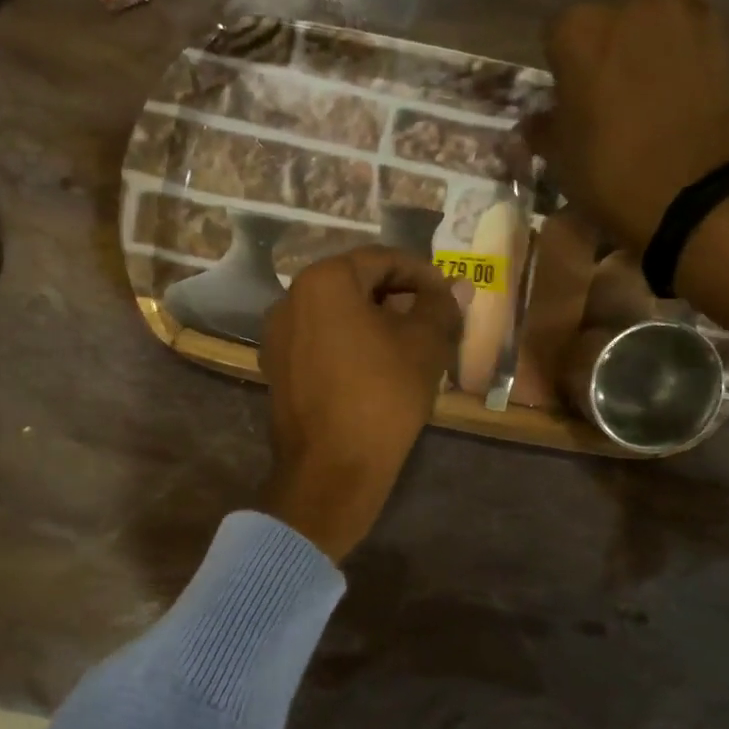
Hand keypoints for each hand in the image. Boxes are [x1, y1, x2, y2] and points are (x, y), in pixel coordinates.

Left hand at [258, 247, 460, 561]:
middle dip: (397, 296)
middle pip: (355, 284)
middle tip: (432, 317)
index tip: (449, 294)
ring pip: (336, 314)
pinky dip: (350, 343)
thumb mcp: (425, 345)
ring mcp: (278, 336)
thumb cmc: (382, 395)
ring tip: (409, 343)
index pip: (382, 260)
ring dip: (374, 321)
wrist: (331, 469)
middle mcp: (290, 299)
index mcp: (323, 281)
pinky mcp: (277, 368)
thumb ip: (441, 306)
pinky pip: (320, 341)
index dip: (422, 273)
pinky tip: (377, 366)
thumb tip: (451, 289)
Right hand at [530, 0, 728, 253]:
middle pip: (615, 18)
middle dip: (611, 48)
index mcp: (581, 31)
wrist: (702, 193)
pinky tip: (692, 96)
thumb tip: (536, 121)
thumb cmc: (613, 173)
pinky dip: (694, 60)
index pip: (557, 35)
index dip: (561, 67)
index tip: (567, 96)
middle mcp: (637, 4)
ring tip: (657, 92)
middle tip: (612, 94)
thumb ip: (546, 128)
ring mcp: (694, 15)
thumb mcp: (562, 159)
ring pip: (663, 22)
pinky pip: (701, 42)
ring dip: (656, 47)